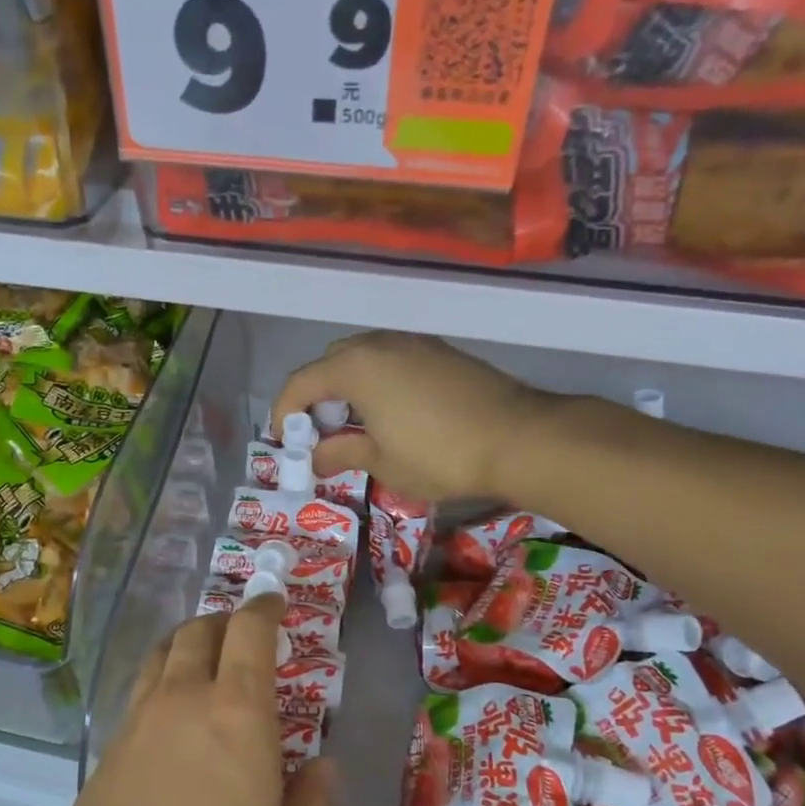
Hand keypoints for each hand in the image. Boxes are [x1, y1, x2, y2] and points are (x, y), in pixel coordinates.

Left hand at [0, 595, 332, 805]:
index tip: (276, 603)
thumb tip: (321, 767)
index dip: (264, 608)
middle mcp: (182, 703)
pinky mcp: (104, 756)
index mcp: (236, 716)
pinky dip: (163, 681)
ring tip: (210, 665)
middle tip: (247, 636)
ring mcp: (134, 726)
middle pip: (199, 632)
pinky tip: (176, 720)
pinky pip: (140, 693)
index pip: (249, 633)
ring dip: (189, 644)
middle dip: (226, 622)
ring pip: (162, 655)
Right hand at [271, 332, 543, 502]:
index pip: (301, 383)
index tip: (286, 442)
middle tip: (323, 433)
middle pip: (330, 363)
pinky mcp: (440, 351)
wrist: (518, 437)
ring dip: (349, 386)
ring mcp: (413, 343)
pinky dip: (379, 381)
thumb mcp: (383, 462)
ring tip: (357, 424)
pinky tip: (393, 413)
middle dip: (317, 396)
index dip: (285, 412)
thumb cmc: (439, 454)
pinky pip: (393, 359)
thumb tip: (316, 458)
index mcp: (355, 368)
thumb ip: (342, 453)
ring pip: (364, 357)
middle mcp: (379, 344)